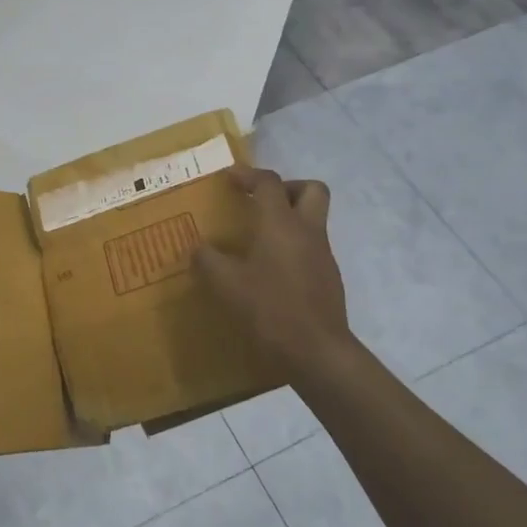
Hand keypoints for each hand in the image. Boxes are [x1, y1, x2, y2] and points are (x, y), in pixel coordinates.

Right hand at [195, 166, 353, 377]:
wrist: (317, 351)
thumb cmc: (270, 309)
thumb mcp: (226, 285)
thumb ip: (208, 261)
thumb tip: (198, 249)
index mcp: (282, 224)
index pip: (269, 183)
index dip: (248, 175)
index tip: (230, 178)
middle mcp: (307, 232)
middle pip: (312, 190)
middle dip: (287, 188)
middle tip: (262, 203)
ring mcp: (323, 256)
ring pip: (314, 220)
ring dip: (290, 220)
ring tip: (259, 240)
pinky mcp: (329, 279)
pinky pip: (312, 249)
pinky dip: (293, 249)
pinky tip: (270, 272)